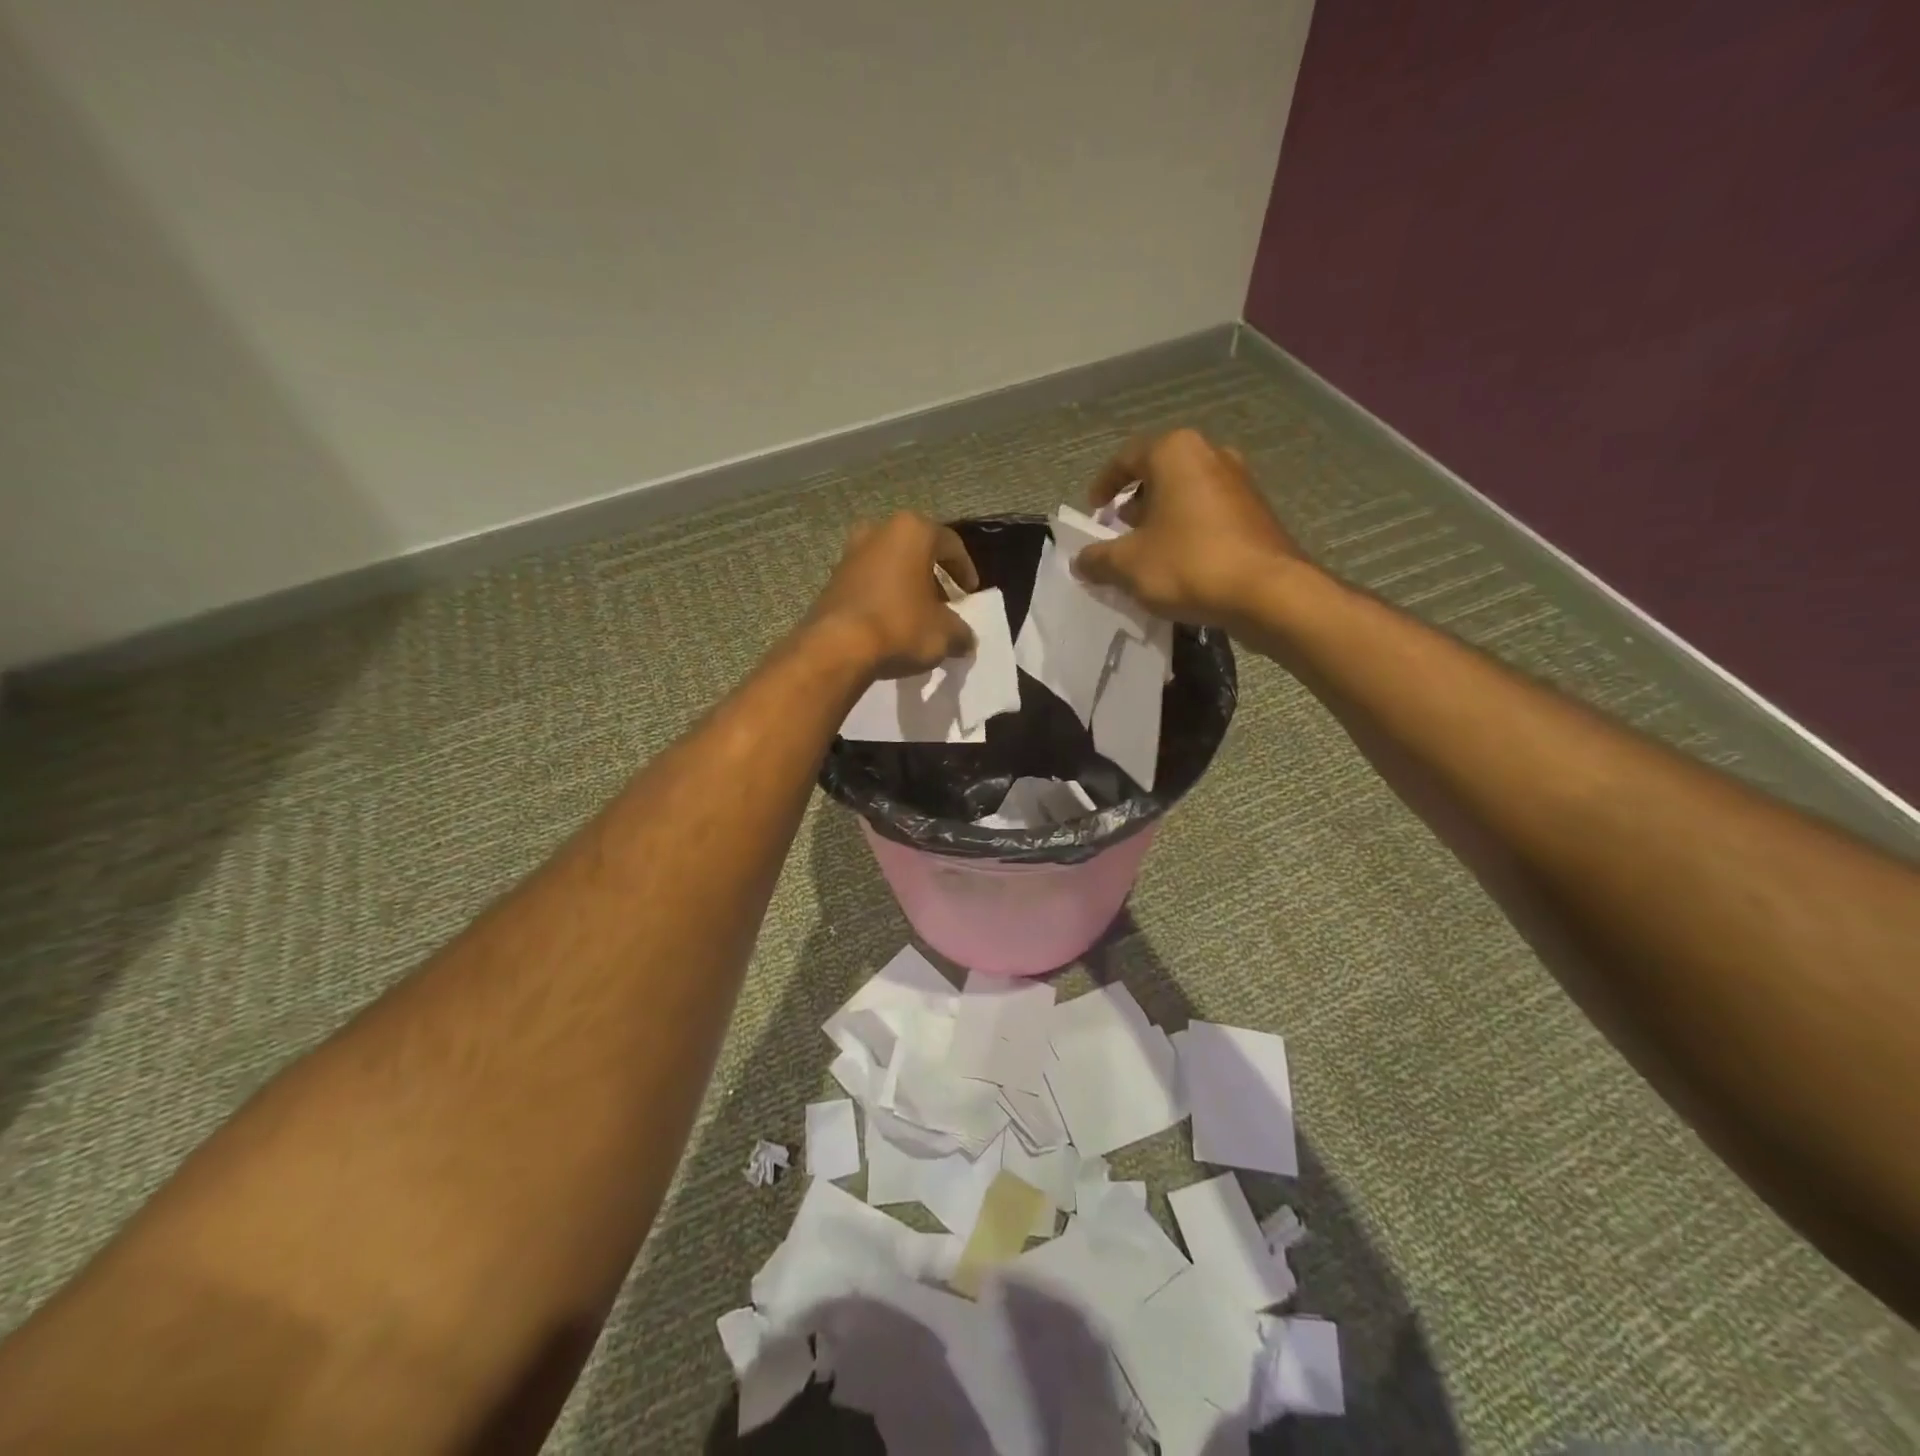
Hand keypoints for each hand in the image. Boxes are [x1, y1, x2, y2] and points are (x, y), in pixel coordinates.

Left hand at [805, 511, 980, 678]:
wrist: (837, 647)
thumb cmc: (901, 626)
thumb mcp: (945, 633)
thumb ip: (961, 632)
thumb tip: (966, 641)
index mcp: (912, 531)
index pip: (950, 544)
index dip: (965, 569)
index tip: (970, 593)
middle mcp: (878, 532)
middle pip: (916, 551)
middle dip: (932, 577)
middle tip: (944, 603)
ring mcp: (850, 553)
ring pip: (890, 566)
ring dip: (906, 587)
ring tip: (918, 616)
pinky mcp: (832, 579)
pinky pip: (869, 583)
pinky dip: (884, 597)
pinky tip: (891, 624)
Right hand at [1072, 429, 1301, 627]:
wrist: (1268, 593)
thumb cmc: (1189, 564)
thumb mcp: (1128, 565)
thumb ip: (1097, 559)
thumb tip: (1081, 561)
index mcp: (1176, 452)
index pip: (1126, 458)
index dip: (1104, 485)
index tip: (1093, 512)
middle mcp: (1211, 455)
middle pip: (1159, 474)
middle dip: (1135, 503)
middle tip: (1118, 533)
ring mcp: (1240, 482)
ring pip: (1186, 494)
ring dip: (1162, 519)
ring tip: (1147, 553)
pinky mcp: (1257, 512)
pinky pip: (1209, 514)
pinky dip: (1188, 531)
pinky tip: (1180, 564)